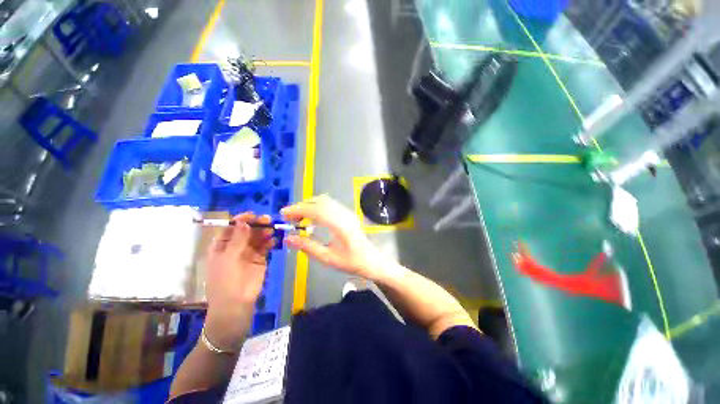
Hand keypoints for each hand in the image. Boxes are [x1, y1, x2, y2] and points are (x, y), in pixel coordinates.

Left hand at [205, 213, 273, 348]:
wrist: (236, 306)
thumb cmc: (226, 281)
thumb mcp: (228, 259)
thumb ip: (238, 240)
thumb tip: (244, 222)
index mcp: (221, 246)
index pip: (231, 228)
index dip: (241, 220)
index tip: (252, 215)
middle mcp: (235, 247)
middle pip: (246, 231)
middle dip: (256, 225)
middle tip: (267, 220)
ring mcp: (248, 253)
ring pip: (257, 237)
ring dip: (264, 232)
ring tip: (272, 229)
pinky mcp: (260, 259)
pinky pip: (265, 247)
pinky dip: (269, 242)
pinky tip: (274, 240)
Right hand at [281, 196, 382, 278]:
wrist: (371, 259)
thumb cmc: (351, 261)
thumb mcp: (327, 258)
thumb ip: (307, 247)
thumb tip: (288, 239)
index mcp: (339, 225)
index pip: (315, 210)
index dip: (298, 209)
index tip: (284, 214)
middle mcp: (343, 214)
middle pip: (319, 202)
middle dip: (301, 206)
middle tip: (289, 217)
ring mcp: (347, 212)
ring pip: (325, 201)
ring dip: (309, 205)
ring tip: (298, 217)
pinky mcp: (347, 213)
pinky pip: (330, 204)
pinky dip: (317, 206)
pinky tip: (312, 217)